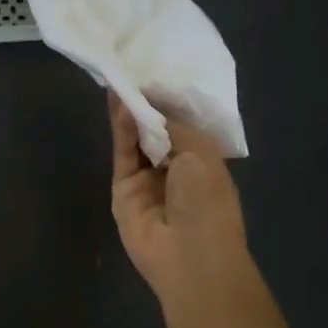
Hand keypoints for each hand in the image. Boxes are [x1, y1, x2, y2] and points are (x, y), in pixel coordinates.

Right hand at [109, 90, 246, 299]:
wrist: (190, 257)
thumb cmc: (208, 201)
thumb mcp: (199, 154)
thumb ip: (171, 126)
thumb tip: (149, 108)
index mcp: (203, 161)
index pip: (181, 125)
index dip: (167, 102)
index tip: (154, 74)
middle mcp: (175, 169)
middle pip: (155, 131)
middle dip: (146, 105)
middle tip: (131, 71)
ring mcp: (147, 180)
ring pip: (135, 139)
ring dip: (130, 112)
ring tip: (119, 80)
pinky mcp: (123, 188)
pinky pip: (122, 153)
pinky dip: (121, 128)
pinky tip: (118, 103)